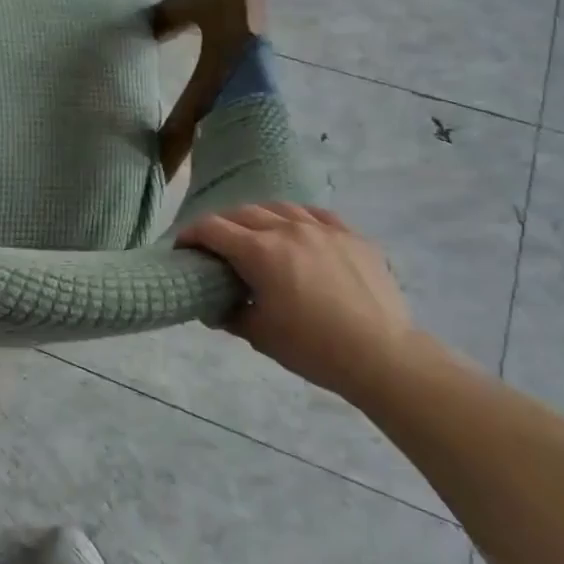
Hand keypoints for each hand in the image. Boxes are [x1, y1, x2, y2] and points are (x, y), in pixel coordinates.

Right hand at [177, 202, 417, 401]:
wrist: (381, 356)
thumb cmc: (313, 348)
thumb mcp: (260, 336)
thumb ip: (231, 315)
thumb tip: (214, 308)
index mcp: (260, 252)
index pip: (213, 229)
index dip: (191, 234)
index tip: (182, 246)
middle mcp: (287, 229)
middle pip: (243, 213)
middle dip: (222, 224)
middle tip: (215, 244)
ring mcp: (323, 229)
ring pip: (280, 208)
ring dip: (259, 217)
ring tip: (256, 234)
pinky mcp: (351, 236)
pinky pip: (316, 215)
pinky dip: (298, 219)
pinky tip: (298, 230)